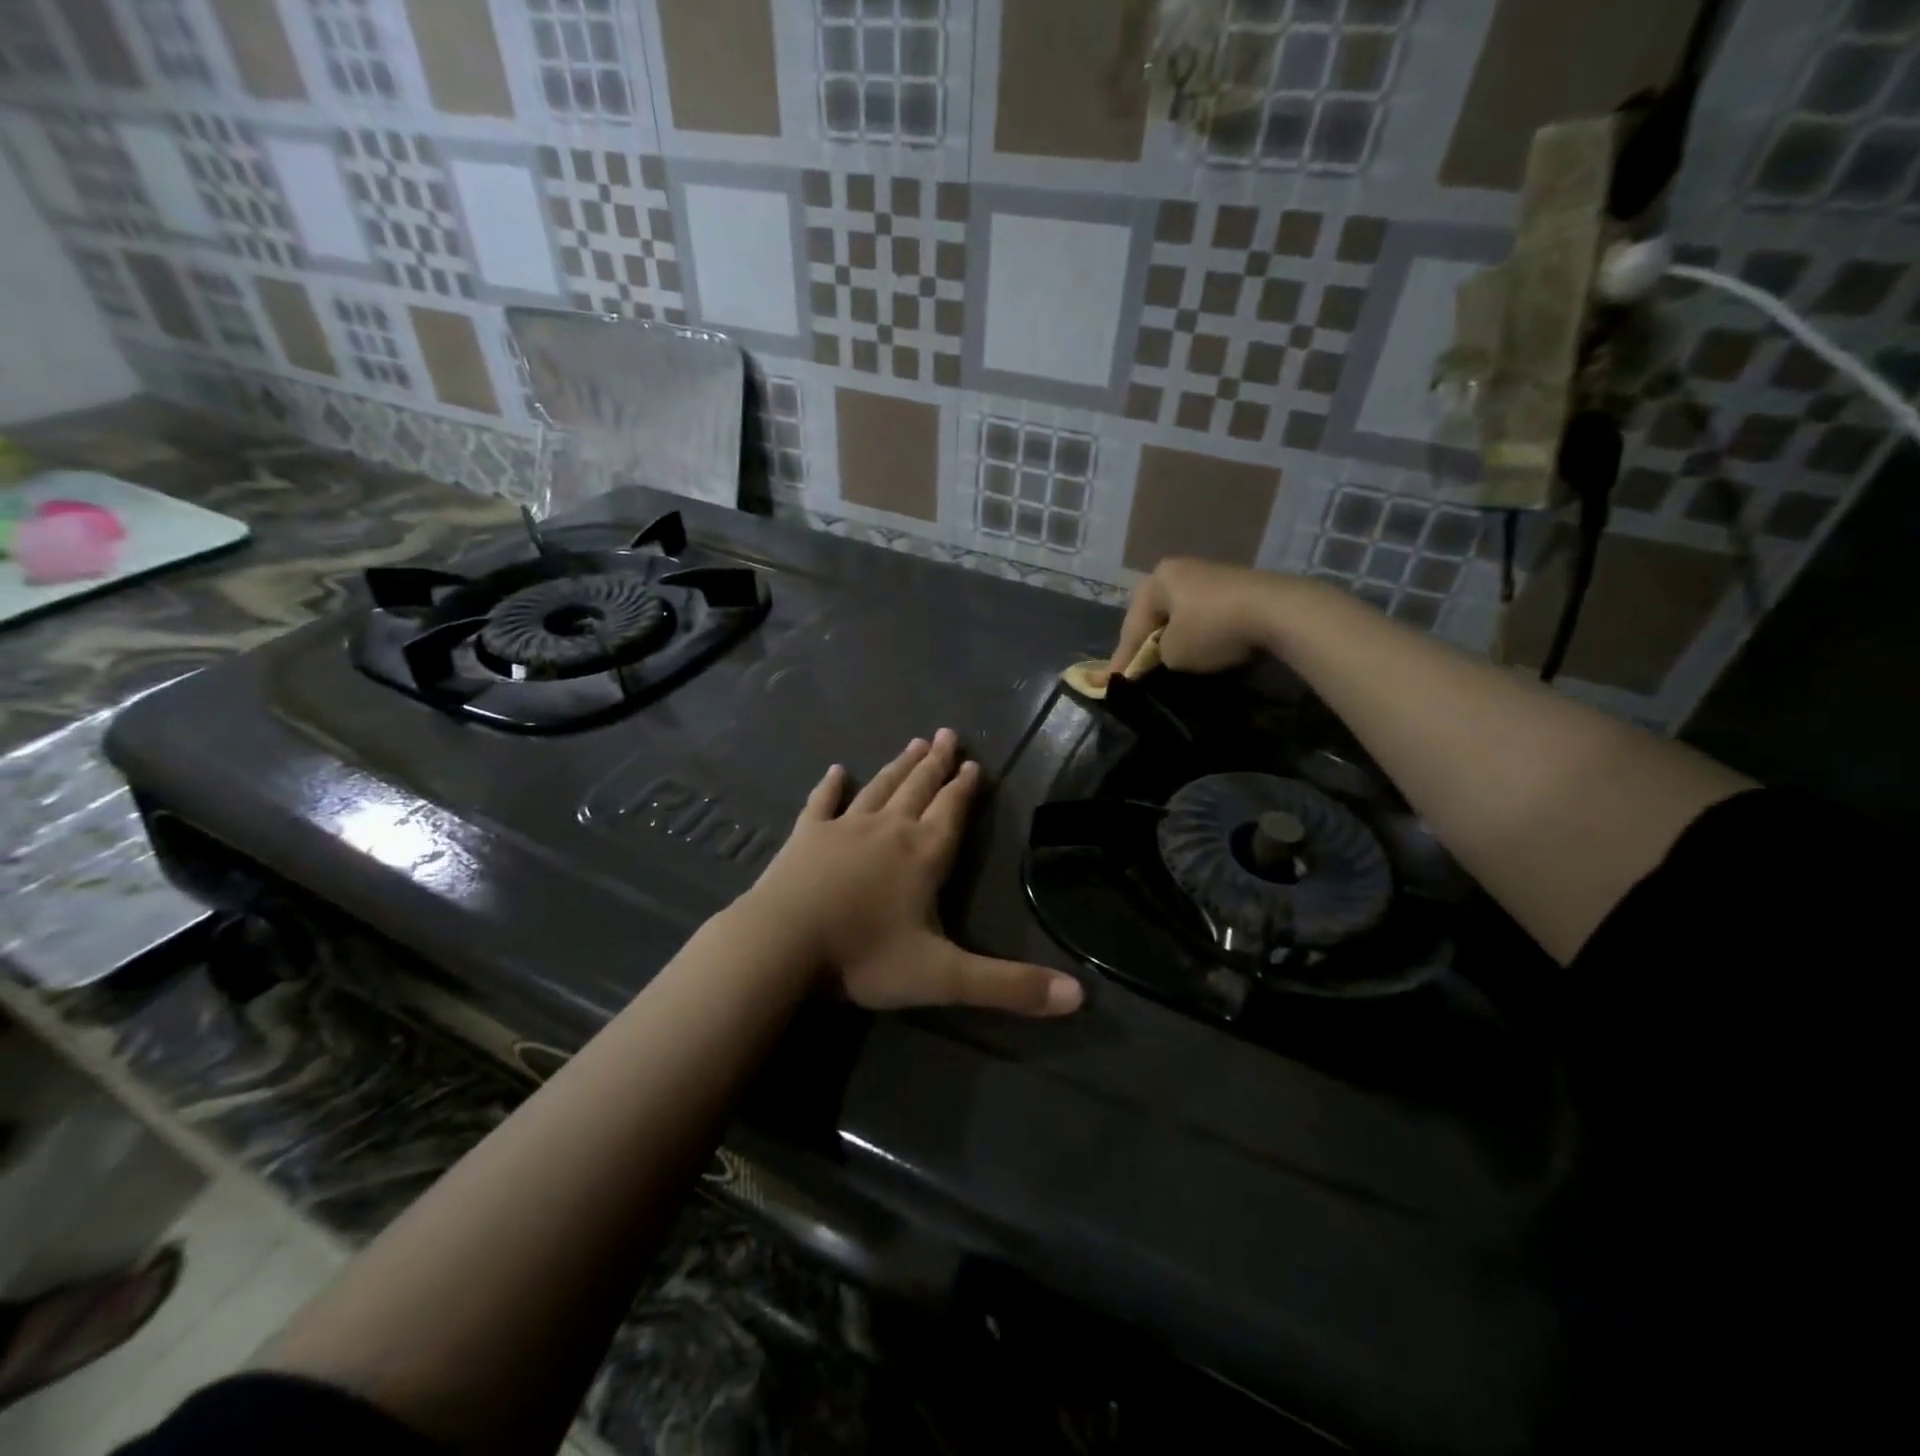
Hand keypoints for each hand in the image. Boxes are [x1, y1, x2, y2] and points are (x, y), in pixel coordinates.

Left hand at [740, 730, 1084, 1016]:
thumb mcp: (945, 978)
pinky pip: (821, 804)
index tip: (973, 762)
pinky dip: (829, 787)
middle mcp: (889, 830)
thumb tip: (1079, 998)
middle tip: (947, 734)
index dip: (965, 789)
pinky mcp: (806, 837)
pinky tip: (835, 770)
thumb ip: (1009, 986)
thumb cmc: (865, 957)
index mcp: (923, 855)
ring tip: (914, 743)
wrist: (782, 945)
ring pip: (879, 788)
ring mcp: (844, 828)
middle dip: (936, 764)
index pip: (952, 813)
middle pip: (918, 789)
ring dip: (898, 767)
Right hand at [1106, 557, 1292, 679]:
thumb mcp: (1173, 653)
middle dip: (1147, 645)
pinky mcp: (1237, 589)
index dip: (1121, 660)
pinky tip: (1200, 652)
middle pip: (1156, 617)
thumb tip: (1161, 658)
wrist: (1278, 612)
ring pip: (1181, 616)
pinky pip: (1206, 617)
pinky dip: (1199, 636)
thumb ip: (1155, 657)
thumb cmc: (1212, 629)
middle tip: (1137, 672)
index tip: (1109, 684)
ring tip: (1166, 665)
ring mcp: (1211, 576)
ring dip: (1174, 640)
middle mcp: (1181, 570)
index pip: (1132, 627)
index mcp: (1157, 579)